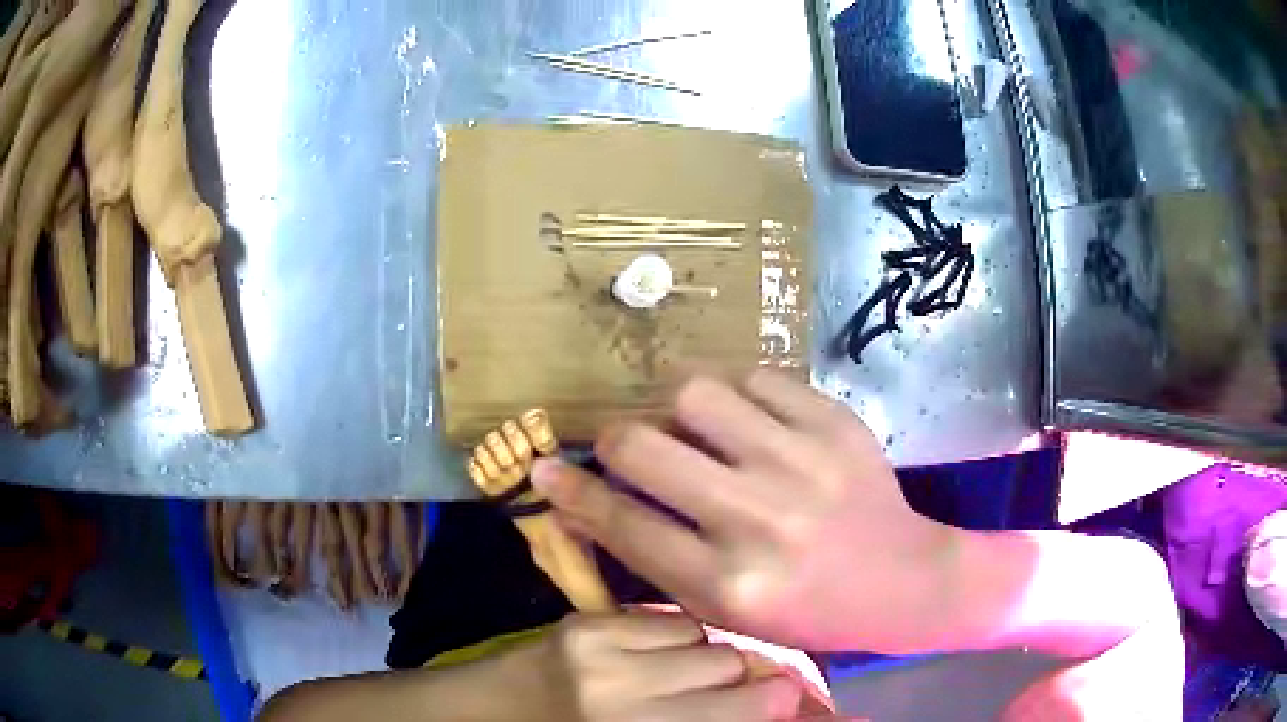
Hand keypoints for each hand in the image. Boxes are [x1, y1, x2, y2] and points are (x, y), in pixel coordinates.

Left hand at [502, 610, 802, 721]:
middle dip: (737, 677)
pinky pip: (668, 619)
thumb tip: (778, 701)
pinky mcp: (586, 622)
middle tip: (722, 688)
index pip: (738, 710)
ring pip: (704, 635)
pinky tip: (652, 652)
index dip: (774, 701)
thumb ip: (710, 721)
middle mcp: (625, 693)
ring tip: (680, 670)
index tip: (783, 699)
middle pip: (729, 665)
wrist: (503, 712)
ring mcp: (602, 650)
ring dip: (705, 652)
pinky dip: (674, 636)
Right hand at [533, 371, 956, 652]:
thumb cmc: (805, 610)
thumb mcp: (723, 607)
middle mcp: (756, 519)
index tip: (544, 469)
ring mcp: (801, 462)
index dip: (571, 492)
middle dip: (616, 440)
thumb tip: (587, 502)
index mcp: (725, 582)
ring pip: (695, 395)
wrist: (901, 580)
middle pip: (643, 446)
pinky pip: (758, 379)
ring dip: (680, 412)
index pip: (622, 523)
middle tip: (628, 446)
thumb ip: (654, 558)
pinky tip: (755, 424)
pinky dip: (743, 397)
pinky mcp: (835, 423)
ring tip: (698, 431)